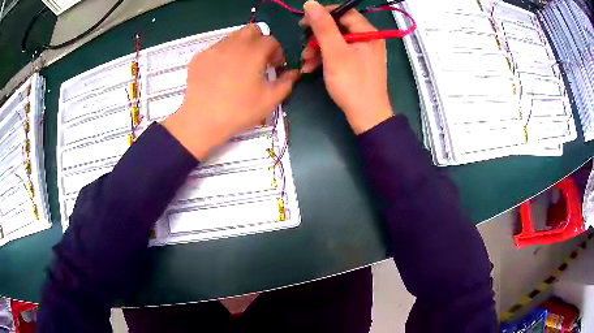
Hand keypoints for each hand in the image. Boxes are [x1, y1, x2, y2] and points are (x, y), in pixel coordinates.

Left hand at [163, 24, 299, 159]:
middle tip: (259, 61)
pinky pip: (216, 49)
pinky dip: (223, 55)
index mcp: (253, 52)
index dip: (277, 52)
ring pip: (233, 37)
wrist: (201, 121)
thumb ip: (286, 83)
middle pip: (252, 31)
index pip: (271, 40)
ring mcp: (213, 49)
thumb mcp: (269, 100)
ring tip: (239, 68)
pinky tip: (220, 75)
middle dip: (260, 42)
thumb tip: (294, 73)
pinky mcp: (199, 58)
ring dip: (241, 47)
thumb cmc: (239, 111)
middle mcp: (233, 44)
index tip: (275, 67)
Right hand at [301, 1, 392, 133]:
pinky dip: (324, 58)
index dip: (323, 14)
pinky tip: (312, 67)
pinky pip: (338, 53)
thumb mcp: (335, 52)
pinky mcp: (357, 63)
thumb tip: (310, 4)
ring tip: (306, 61)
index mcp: (368, 33)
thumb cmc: (352, 84)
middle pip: (338, 27)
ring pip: (336, 41)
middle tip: (304, 46)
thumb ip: (323, 27)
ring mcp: (363, 52)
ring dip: (317, 49)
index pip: (344, 13)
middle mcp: (368, 39)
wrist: (366, 117)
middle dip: (317, 37)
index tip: (303, 22)